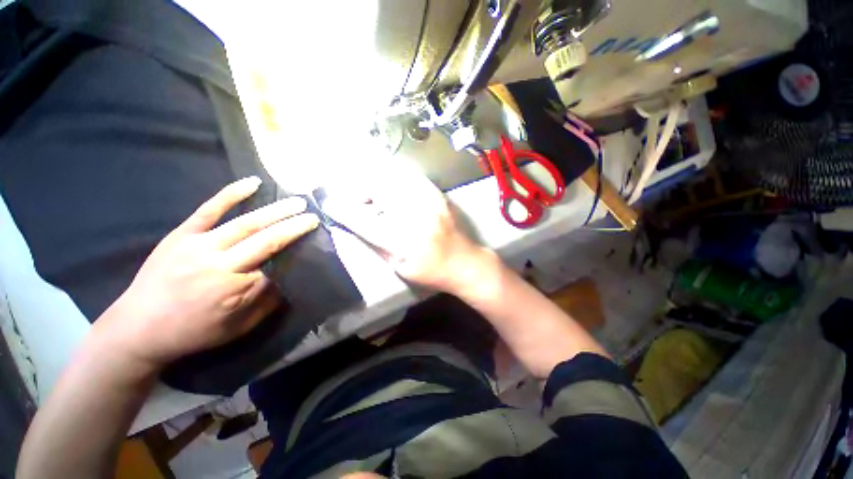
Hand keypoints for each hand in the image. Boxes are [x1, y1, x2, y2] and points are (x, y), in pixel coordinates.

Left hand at [92, 177, 318, 369]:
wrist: (137, 328)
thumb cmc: (193, 332)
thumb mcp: (237, 328)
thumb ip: (266, 302)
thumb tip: (288, 278)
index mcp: (234, 290)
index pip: (276, 266)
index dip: (296, 252)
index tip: (313, 241)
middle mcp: (219, 265)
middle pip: (265, 240)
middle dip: (293, 226)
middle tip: (313, 216)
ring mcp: (198, 246)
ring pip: (245, 223)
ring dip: (275, 211)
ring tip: (297, 202)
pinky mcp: (182, 235)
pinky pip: (209, 209)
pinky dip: (232, 194)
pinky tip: (253, 182)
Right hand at [325, 163, 488, 293]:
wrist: (465, 262)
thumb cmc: (431, 272)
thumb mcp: (399, 268)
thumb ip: (376, 245)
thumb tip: (356, 225)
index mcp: (405, 241)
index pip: (365, 221)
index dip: (343, 211)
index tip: (328, 205)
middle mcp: (416, 217)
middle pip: (378, 190)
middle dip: (359, 191)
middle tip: (354, 200)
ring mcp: (429, 201)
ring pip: (392, 178)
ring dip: (375, 183)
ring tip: (372, 195)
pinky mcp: (437, 195)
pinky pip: (410, 177)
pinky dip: (395, 178)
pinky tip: (391, 188)